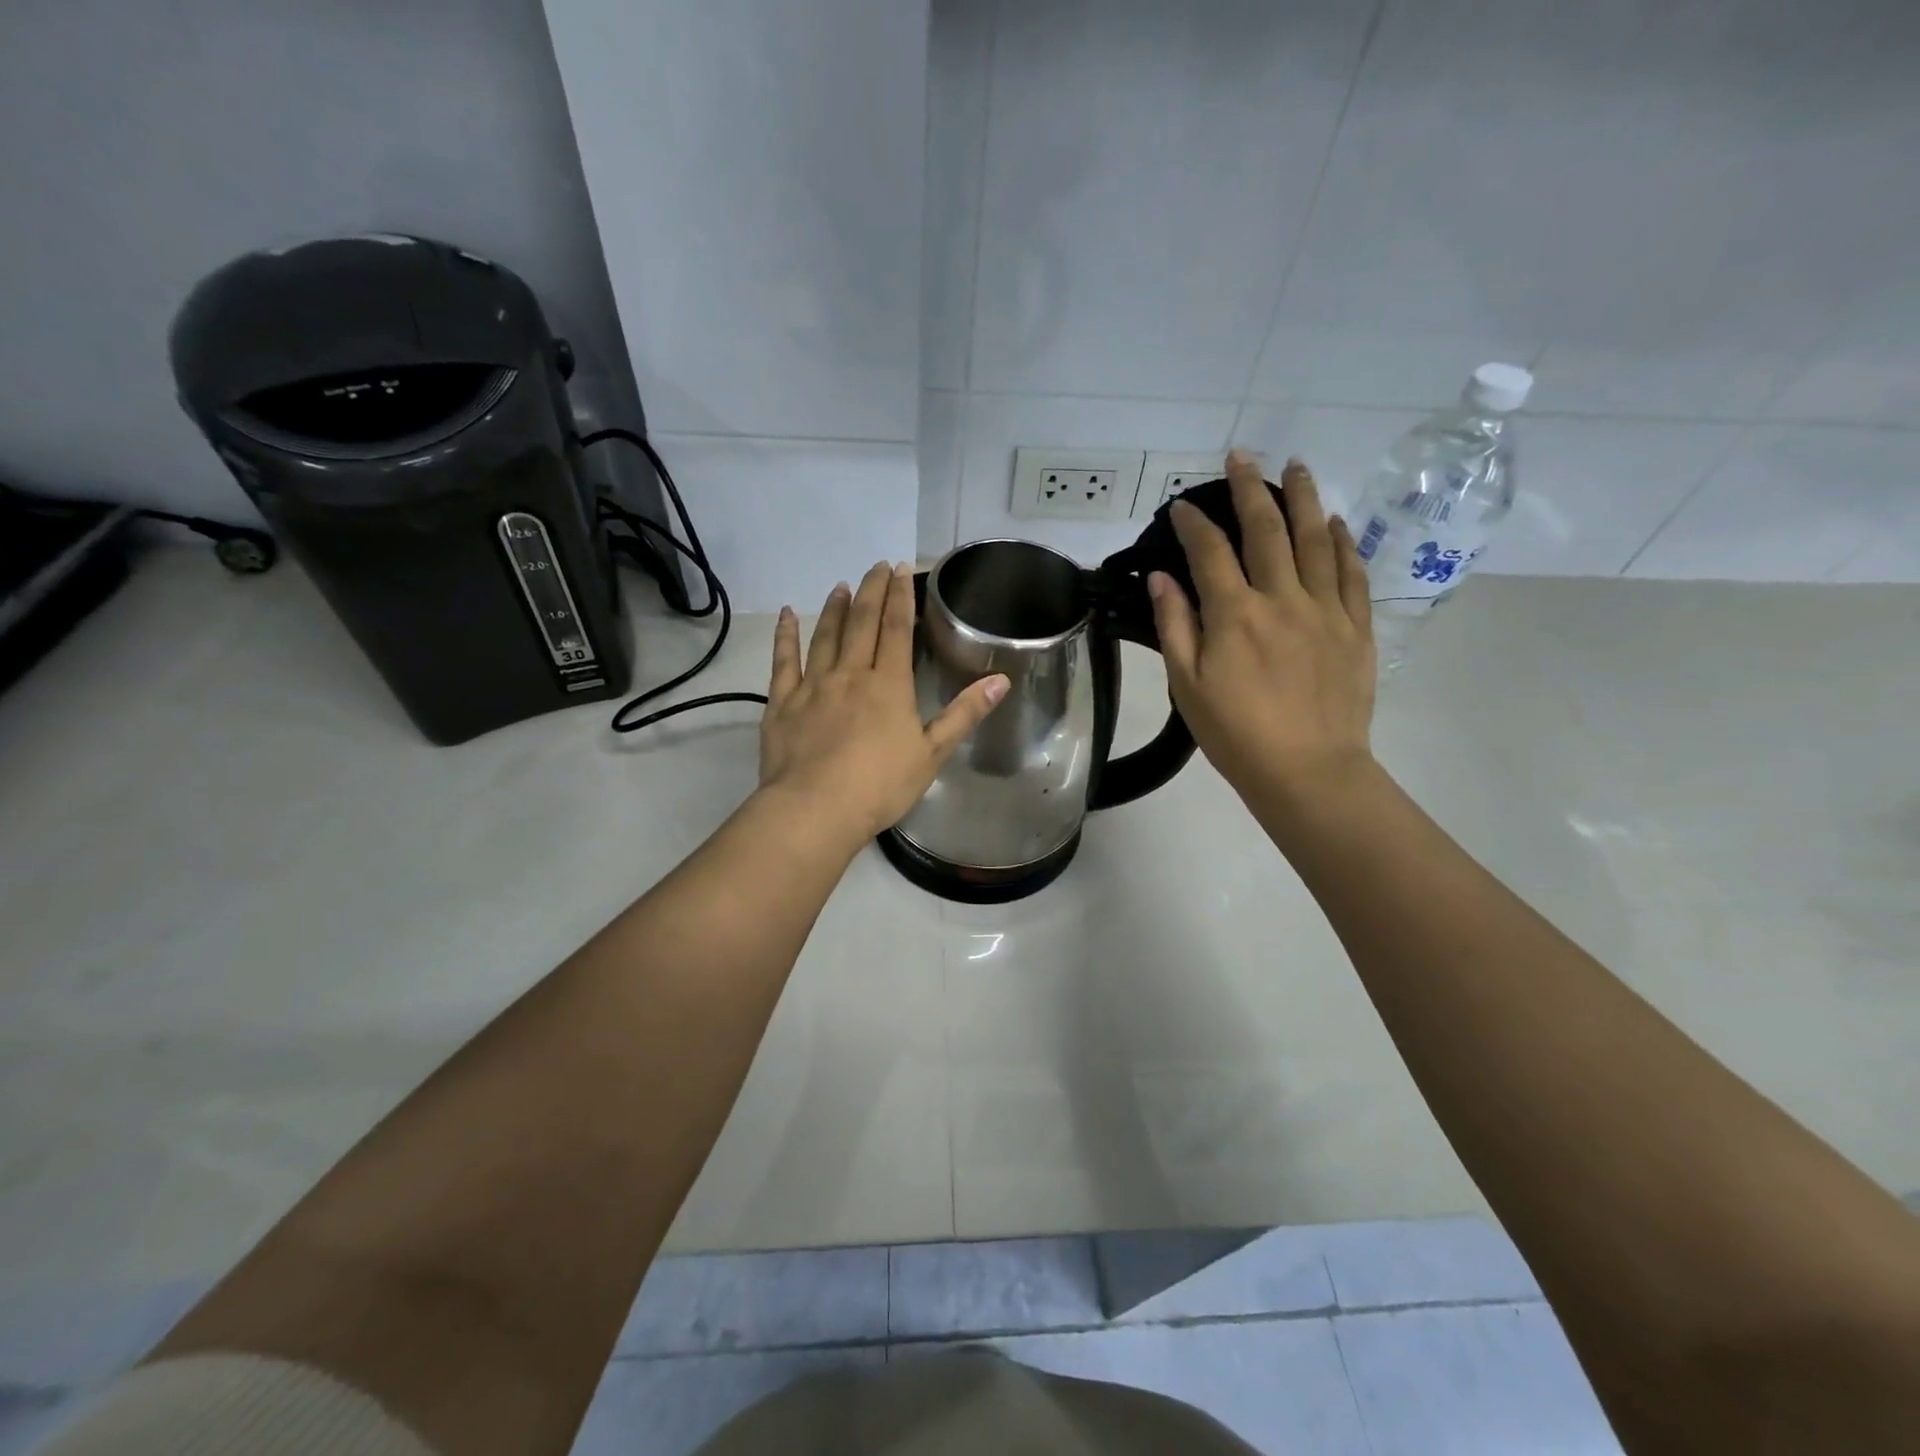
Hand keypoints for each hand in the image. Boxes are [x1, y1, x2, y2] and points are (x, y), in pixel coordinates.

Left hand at [758, 561, 1008, 845]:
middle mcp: (850, 674)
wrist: (816, 809)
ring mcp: (813, 685)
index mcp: (889, 684)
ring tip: (841, 586)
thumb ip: (965, 713)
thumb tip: (1001, 679)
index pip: (897, 629)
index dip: (899, 597)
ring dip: (834, 608)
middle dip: (870, 591)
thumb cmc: (880, 785)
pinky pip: (783, 661)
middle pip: (861, 623)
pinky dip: (785, 635)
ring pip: (825, 636)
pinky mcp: (783, 702)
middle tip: (875, 566)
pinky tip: (786, 615)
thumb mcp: (932, 753)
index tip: (900, 569)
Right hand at [1147, 451, 1377, 809]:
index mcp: (1235, 614)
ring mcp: (1326, 610)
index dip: (1193, 524)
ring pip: (1315, 540)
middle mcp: (1282, 599)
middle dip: (1250, 489)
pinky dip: (1343, 543)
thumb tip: (1162, 576)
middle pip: (1267, 531)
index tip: (1181, 504)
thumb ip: (1175, 625)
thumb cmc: (1237, 734)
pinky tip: (1336, 523)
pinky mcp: (1356, 628)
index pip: (1210, 552)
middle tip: (1243, 456)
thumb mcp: (1188, 686)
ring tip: (1297, 467)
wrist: (1309, 771)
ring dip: (1304, 499)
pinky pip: (1351, 573)